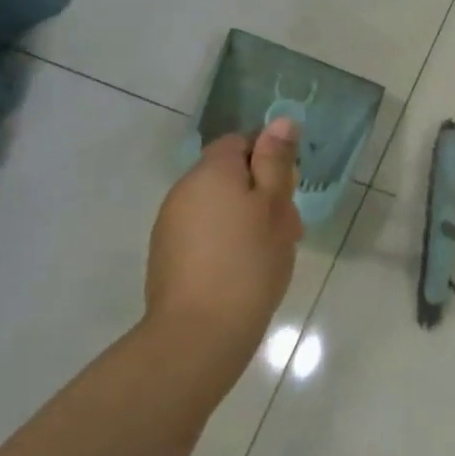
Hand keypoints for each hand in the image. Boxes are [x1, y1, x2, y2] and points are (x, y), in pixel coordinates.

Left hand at [142, 117, 302, 393]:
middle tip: (287, 226)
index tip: (287, 189)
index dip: (267, 158)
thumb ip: (276, 161)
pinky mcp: (167, 257)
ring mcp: (170, 225)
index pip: (239, 142)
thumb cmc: (248, 262)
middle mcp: (184, 190)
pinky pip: (204, 233)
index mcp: (211, 172)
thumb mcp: (274, 206)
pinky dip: (226, 242)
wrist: (199, 334)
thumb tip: (281, 121)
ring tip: (270, 252)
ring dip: (245, 219)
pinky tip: (243, 270)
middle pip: (228, 175)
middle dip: (260, 193)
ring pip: (218, 206)